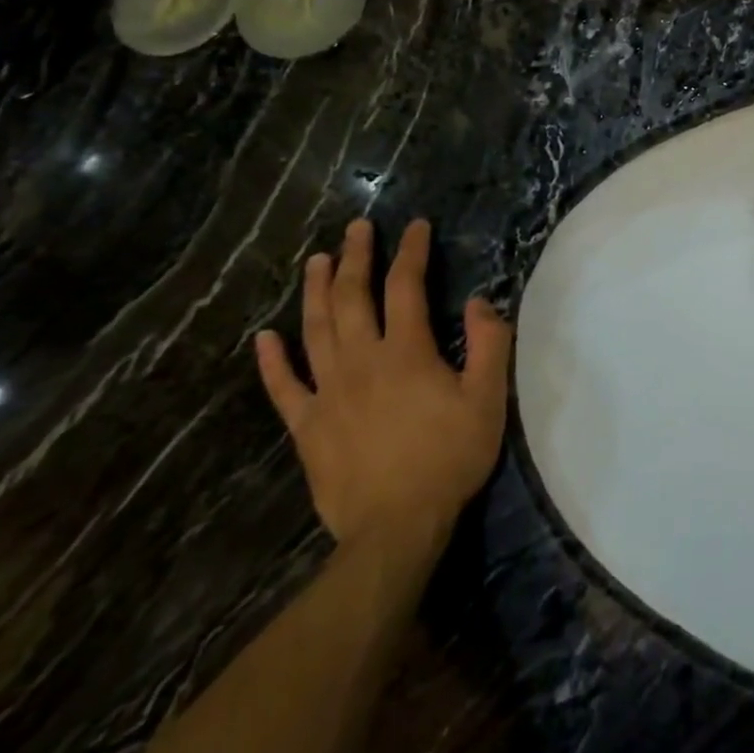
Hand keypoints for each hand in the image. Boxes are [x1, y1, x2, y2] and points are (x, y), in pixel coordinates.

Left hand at [255, 218, 511, 552]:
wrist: (396, 526)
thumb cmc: (449, 458)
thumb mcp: (487, 399)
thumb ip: (488, 345)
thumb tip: (479, 302)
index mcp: (406, 352)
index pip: (406, 287)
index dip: (411, 252)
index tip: (415, 226)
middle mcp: (361, 361)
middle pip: (353, 298)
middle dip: (355, 258)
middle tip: (356, 228)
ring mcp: (328, 392)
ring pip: (315, 330)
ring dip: (315, 292)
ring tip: (316, 261)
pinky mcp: (306, 426)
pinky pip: (283, 387)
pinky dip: (272, 361)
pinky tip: (264, 338)